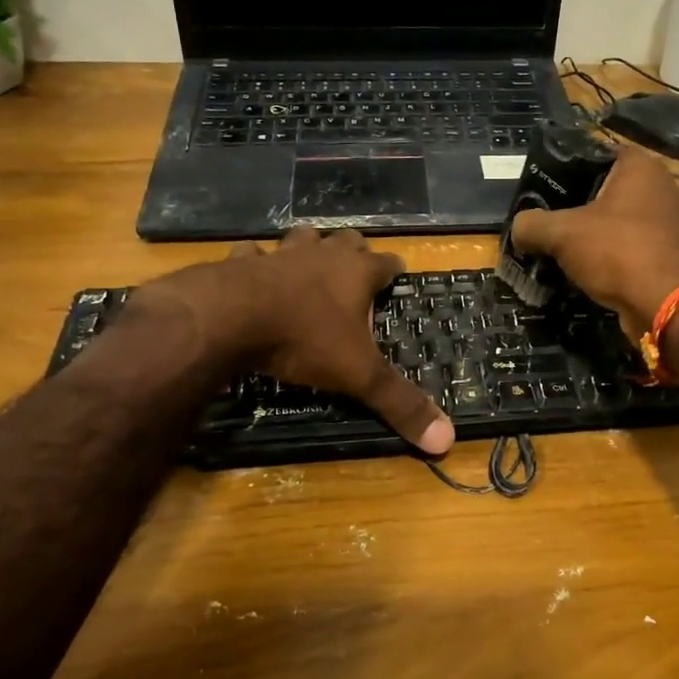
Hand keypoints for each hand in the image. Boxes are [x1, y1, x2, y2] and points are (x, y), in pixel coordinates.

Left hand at [135, 228, 454, 455]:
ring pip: (303, 238)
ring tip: (309, 265)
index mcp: (357, 273)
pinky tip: (253, 274)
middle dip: (354, 252)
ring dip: (309, 248)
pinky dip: (256, 262)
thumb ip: (400, 403)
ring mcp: (281, 254)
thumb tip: (447, 439)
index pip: (387, 262)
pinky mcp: (242, 262)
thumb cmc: (304, 339)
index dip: (394, 270)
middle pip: (347, 241)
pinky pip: (253, 255)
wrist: (231, 317)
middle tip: (355, 271)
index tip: (397, 275)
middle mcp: (322, 255)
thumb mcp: (358, 375)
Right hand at [508, 150, 678, 338]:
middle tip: (549, 221)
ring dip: (597, 235)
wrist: (670, 305)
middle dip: (579, 205)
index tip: (543, 189)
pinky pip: (636, 247)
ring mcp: (675, 223)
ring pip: (623, 221)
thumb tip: (518, 228)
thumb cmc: (618, 252)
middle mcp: (664, 187)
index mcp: (641, 167)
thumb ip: (532, 224)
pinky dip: (615, 257)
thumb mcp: (562, 234)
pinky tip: (592, 272)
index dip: (567, 168)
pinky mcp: (675, 255)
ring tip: (565, 250)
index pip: (597, 154)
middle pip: (609, 189)